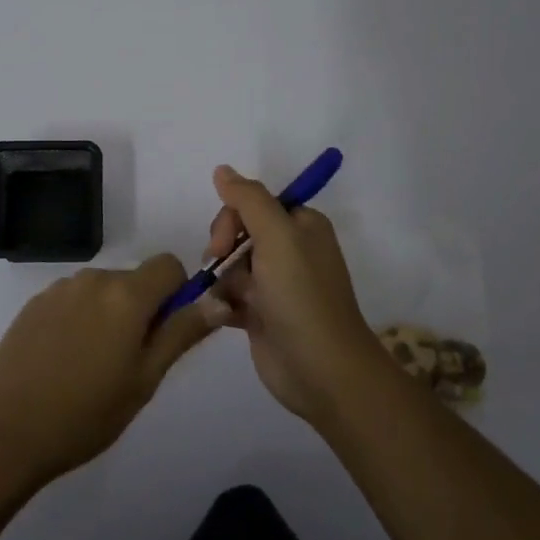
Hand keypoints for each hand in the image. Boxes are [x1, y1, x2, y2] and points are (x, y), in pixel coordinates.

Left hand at [0, 255, 215, 487]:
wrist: (5, 430)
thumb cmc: (86, 413)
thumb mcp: (145, 379)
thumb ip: (182, 333)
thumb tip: (218, 300)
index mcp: (127, 294)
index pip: (169, 265)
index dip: (177, 293)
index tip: (167, 332)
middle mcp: (94, 278)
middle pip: (135, 279)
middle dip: (142, 309)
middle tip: (130, 362)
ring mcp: (59, 289)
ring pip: (103, 290)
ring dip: (110, 314)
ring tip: (93, 366)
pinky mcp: (34, 303)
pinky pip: (73, 300)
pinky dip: (80, 319)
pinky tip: (64, 361)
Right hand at [202, 165, 388, 423]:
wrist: (321, 371)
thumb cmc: (301, 296)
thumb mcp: (278, 237)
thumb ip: (248, 199)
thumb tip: (222, 169)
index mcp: (301, 225)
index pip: (254, 203)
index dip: (232, 217)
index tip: (222, 242)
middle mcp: (290, 250)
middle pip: (238, 232)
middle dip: (222, 248)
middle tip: (218, 267)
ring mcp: (275, 284)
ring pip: (230, 265)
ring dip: (220, 280)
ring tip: (223, 301)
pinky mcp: (262, 314)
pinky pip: (230, 296)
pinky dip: (223, 304)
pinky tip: (223, 317)